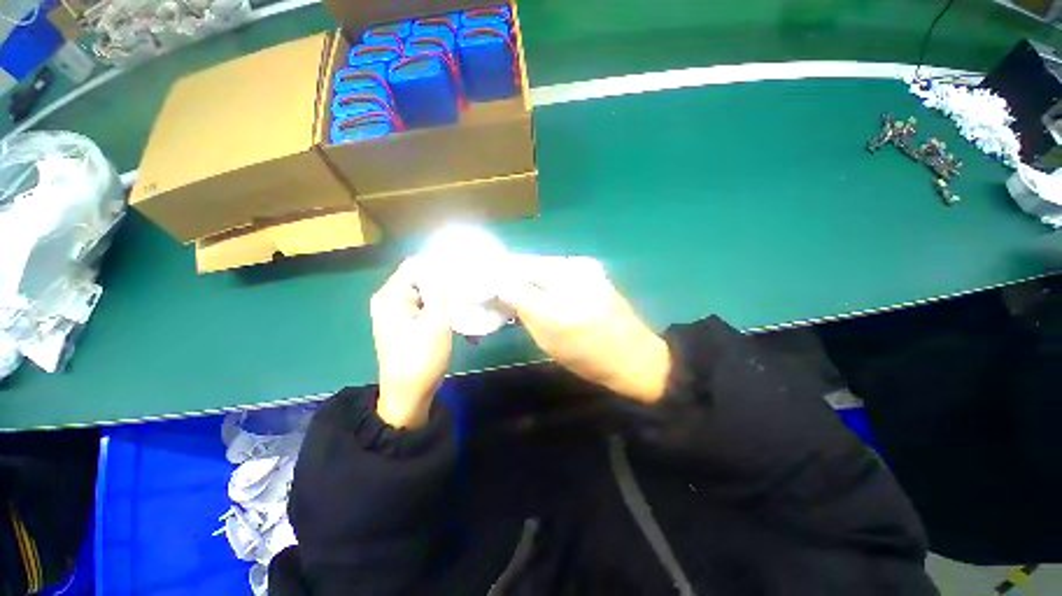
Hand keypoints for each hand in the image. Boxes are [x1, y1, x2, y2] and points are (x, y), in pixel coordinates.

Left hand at [370, 257, 452, 427]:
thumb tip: (443, 264)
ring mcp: (395, 311)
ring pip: (425, 292)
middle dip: (444, 282)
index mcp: (391, 295)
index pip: (417, 264)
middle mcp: (389, 298)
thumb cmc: (422, 358)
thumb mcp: (436, 321)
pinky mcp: (404, 322)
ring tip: (465, 301)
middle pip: (420, 277)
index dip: (440, 265)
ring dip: (444, 296)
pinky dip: (439, 307)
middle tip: (467, 289)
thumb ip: (439, 289)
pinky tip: (455, 315)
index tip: (463, 273)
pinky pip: (424, 305)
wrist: (408, 394)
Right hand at [498, 256, 670, 402]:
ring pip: (541, 264)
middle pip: (528, 264)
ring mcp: (584, 266)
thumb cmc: (588, 356)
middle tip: (497, 285)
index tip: (481, 282)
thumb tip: (501, 288)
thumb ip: (522, 309)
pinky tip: (540, 287)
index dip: (495, 276)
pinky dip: (543, 275)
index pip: (515, 275)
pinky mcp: (591, 268)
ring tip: (516, 288)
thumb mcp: (548, 340)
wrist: (633, 354)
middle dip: (509, 272)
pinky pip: (557, 267)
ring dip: (526, 274)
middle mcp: (571, 271)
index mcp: (558, 296)